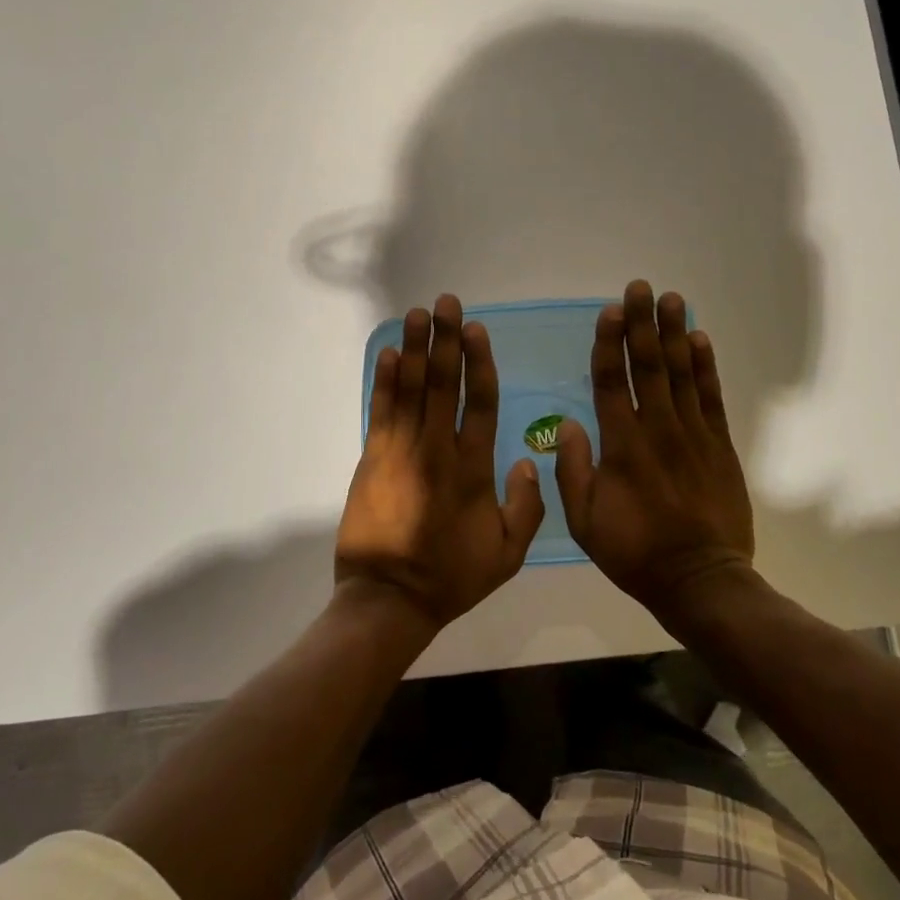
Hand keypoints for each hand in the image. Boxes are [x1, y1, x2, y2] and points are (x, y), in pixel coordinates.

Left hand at [336, 294, 545, 628]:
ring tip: (417, 314)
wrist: (389, 598)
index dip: (478, 362)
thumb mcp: (507, 555)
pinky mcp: (373, 458)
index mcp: (472, 469)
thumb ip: (525, 508)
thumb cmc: (451, 576)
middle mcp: (436, 449)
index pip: (479, 403)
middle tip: (446, 302)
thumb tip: (527, 460)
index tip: (475, 328)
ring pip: (409, 389)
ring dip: (414, 349)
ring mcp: (400, 451)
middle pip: (442, 384)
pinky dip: (383, 381)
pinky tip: (387, 354)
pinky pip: (380, 411)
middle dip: (445, 339)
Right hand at [557, 281, 754, 620]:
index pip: (612, 382)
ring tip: (671, 299)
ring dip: (674, 334)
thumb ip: (572, 471)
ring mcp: (692, 435)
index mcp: (621, 446)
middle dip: (642, 323)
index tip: (609, 311)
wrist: (701, 580)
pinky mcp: (718, 446)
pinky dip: (705, 367)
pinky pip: (711, 398)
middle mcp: (657, 430)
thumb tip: (568, 424)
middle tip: (640, 286)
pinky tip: (700, 340)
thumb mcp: (584, 522)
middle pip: (648, 366)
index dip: (609, 344)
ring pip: (681, 374)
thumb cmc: (634, 552)